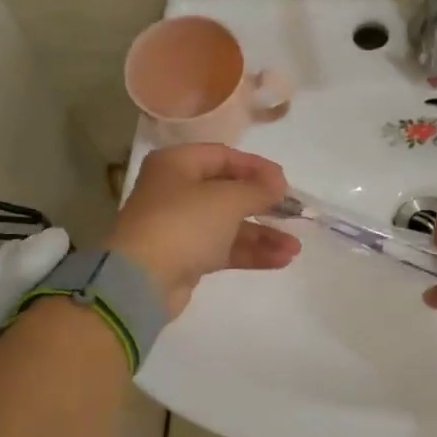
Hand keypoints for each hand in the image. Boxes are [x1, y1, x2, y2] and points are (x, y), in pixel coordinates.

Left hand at [107, 144, 299, 319]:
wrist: (142, 281)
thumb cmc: (184, 224)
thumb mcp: (227, 199)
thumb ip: (257, 189)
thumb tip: (278, 184)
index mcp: (177, 164)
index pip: (223, 156)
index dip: (257, 167)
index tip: (285, 183)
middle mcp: (176, 191)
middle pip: (228, 191)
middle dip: (263, 204)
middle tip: (293, 213)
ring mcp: (181, 226)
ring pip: (229, 225)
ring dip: (263, 234)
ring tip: (295, 248)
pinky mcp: (186, 257)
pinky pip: (224, 249)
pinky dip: (250, 252)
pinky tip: (281, 260)